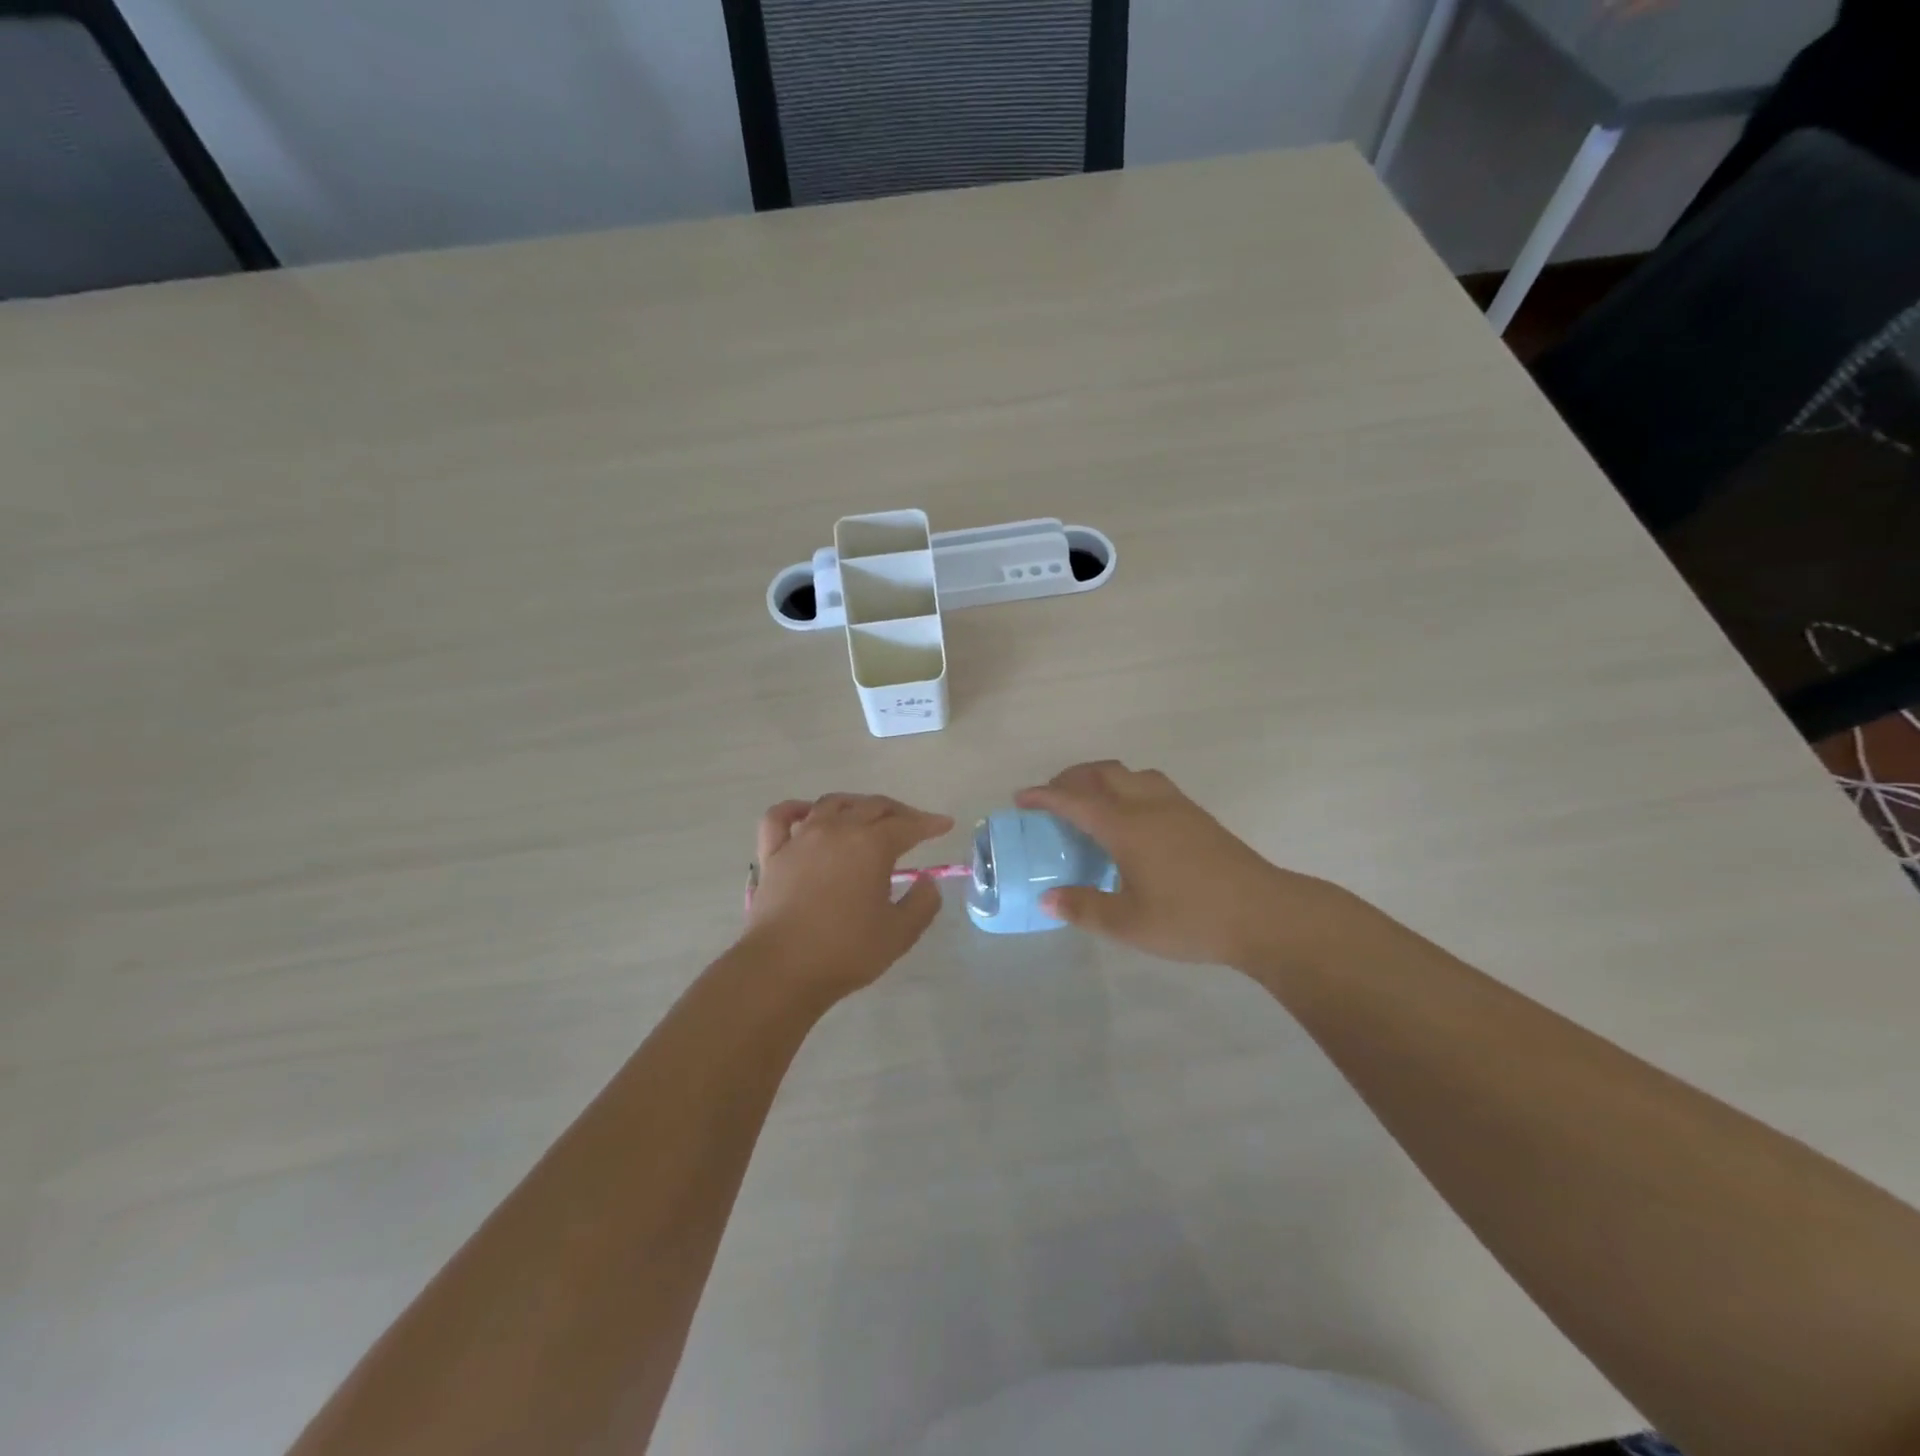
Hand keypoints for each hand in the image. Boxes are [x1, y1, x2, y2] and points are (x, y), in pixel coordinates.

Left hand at [740, 793, 954, 1001]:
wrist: (781, 969)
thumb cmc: (846, 951)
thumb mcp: (900, 933)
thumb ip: (922, 903)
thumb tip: (927, 880)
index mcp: (871, 846)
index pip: (908, 825)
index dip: (929, 823)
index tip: (945, 825)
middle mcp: (837, 830)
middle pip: (872, 806)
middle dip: (898, 812)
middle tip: (913, 824)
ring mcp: (801, 838)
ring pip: (831, 804)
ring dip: (856, 804)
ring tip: (867, 816)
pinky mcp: (773, 854)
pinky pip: (780, 817)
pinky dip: (795, 809)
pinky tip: (807, 814)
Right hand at [1016, 761, 1355, 971]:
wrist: (1265, 914)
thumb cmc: (1191, 918)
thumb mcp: (1129, 924)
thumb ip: (1085, 908)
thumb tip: (1048, 898)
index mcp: (1126, 827)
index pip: (1075, 800)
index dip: (1044, 796)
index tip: (1021, 798)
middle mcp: (1148, 805)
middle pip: (1102, 773)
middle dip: (1071, 778)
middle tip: (1053, 798)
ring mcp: (1177, 806)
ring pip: (1130, 774)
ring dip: (1102, 778)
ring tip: (1091, 801)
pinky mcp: (1197, 815)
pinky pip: (1151, 784)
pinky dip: (1127, 787)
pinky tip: (1132, 817)